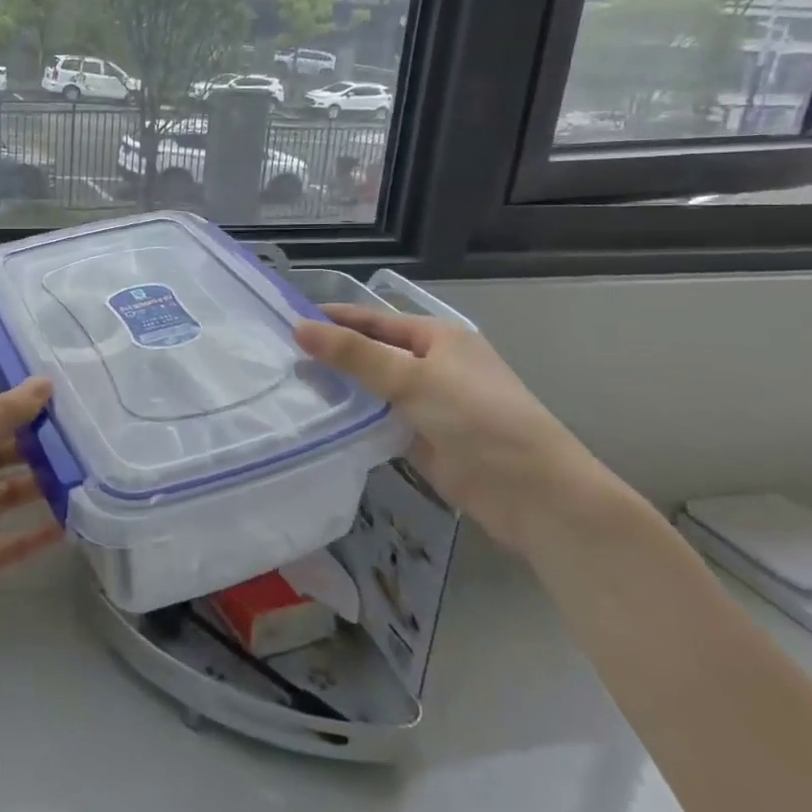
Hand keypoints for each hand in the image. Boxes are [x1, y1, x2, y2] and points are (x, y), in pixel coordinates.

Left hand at [0, 379, 61, 646]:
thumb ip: (4, 417)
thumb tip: (44, 382)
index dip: (6, 409)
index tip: (49, 406)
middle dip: (30, 447)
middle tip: (78, 442)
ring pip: (5, 497)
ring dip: (38, 488)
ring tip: (81, 479)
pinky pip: (8, 542)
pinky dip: (35, 536)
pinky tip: (69, 526)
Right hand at [295, 306, 619, 555]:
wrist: (533, 494)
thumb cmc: (477, 419)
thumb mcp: (413, 378)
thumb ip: (354, 355)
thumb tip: (299, 327)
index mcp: (439, 338)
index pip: (375, 319)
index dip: (335, 318)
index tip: (288, 319)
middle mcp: (434, 365)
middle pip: (373, 354)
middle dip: (332, 355)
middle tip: (278, 356)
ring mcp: (429, 405)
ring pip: (374, 389)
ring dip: (340, 388)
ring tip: (289, 386)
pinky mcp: (423, 440)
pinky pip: (379, 421)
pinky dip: (354, 419)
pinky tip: (320, 418)